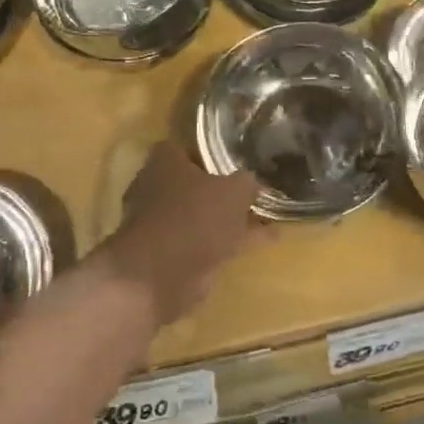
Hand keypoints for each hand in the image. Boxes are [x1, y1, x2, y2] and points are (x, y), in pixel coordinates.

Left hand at [101, 142, 267, 325]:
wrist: (162, 274)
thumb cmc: (195, 216)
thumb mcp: (234, 191)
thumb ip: (247, 183)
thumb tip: (252, 182)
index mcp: (164, 162)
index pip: (185, 149)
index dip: (210, 155)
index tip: (234, 162)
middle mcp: (156, 189)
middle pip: (194, 185)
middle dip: (222, 191)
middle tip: (252, 193)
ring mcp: (160, 224)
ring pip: (202, 216)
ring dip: (229, 220)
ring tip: (267, 219)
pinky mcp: (168, 255)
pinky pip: (206, 242)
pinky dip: (231, 243)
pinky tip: (263, 244)